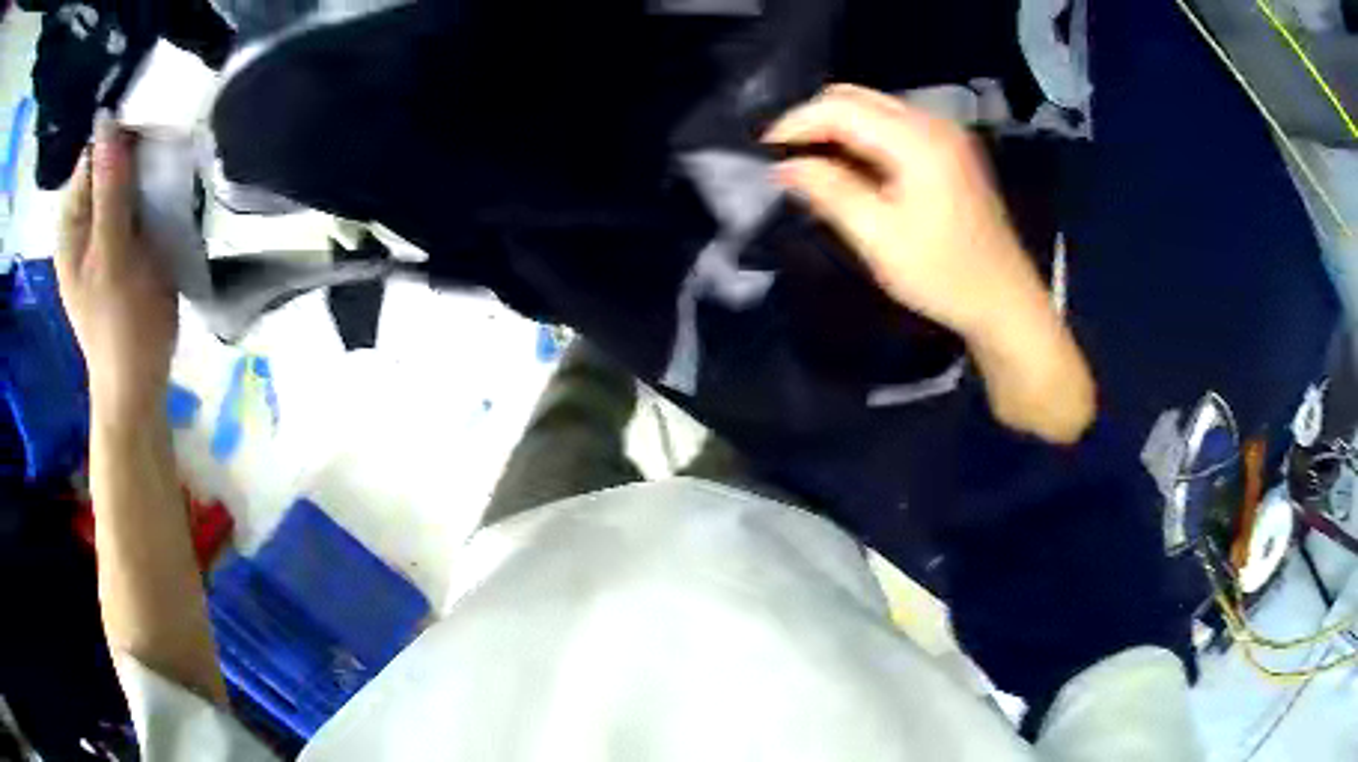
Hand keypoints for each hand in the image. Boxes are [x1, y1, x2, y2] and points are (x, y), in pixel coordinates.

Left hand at [57, 116, 177, 423]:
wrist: (138, 382)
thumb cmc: (121, 324)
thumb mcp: (112, 255)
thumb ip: (108, 191)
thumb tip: (108, 123)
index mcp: (72, 221)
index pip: (95, 153)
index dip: (122, 136)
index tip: (155, 135)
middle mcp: (84, 220)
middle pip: (110, 163)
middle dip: (137, 154)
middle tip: (167, 159)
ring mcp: (103, 231)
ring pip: (126, 180)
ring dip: (148, 173)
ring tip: (173, 176)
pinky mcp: (122, 243)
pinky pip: (136, 201)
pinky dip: (152, 193)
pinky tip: (169, 197)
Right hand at [766, 84, 1093, 442]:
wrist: (1004, 300)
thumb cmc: (943, 275)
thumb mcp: (878, 237)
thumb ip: (829, 190)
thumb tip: (784, 166)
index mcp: (917, 140)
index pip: (841, 107)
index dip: (796, 122)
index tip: (764, 151)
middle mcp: (932, 123)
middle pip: (856, 97)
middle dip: (814, 120)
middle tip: (786, 158)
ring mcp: (945, 134)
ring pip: (874, 109)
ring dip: (837, 129)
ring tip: (810, 164)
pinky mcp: (949, 150)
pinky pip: (893, 127)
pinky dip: (862, 139)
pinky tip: (849, 169)